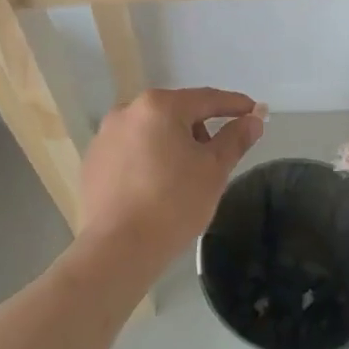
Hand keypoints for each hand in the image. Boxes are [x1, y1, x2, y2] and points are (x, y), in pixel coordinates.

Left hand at [78, 88, 264, 271]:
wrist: (118, 249)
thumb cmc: (173, 204)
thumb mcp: (214, 170)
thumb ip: (235, 138)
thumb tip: (254, 119)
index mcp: (159, 106)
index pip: (207, 99)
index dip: (235, 105)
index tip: (255, 111)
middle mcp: (127, 111)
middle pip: (176, 113)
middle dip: (200, 130)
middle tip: (216, 159)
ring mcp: (105, 136)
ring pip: (152, 131)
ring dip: (173, 144)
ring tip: (184, 177)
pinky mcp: (93, 161)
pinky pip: (131, 151)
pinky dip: (148, 160)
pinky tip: (155, 187)